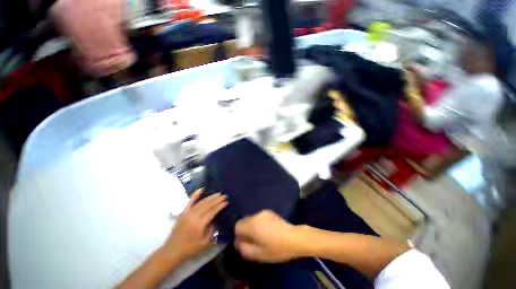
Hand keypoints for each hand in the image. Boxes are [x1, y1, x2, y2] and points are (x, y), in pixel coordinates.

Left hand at [161, 189, 227, 261]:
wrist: (171, 251)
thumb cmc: (190, 249)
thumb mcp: (205, 243)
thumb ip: (211, 230)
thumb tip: (214, 220)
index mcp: (200, 223)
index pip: (213, 211)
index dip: (220, 205)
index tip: (226, 201)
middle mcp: (195, 215)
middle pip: (208, 204)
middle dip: (217, 199)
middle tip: (225, 195)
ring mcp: (188, 212)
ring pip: (202, 202)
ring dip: (211, 197)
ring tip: (218, 194)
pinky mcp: (183, 212)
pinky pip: (190, 201)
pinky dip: (196, 194)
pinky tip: (201, 189)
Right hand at [234, 210, 304, 262]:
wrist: (294, 237)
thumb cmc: (277, 248)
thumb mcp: (259, 254)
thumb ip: (244, 248)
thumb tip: (237, 242)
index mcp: (252, 225)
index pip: (237, 226)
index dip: (238, 235)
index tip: (244, 242)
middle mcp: (256, 215)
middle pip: (244, 221)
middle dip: (245, 230)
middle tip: (253, 241)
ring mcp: (263, 212)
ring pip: (252, 219)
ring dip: (252, 226)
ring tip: (261, 236)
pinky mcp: (269, 212)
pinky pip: (259, 217)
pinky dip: (259, 223)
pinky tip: (268, 230)